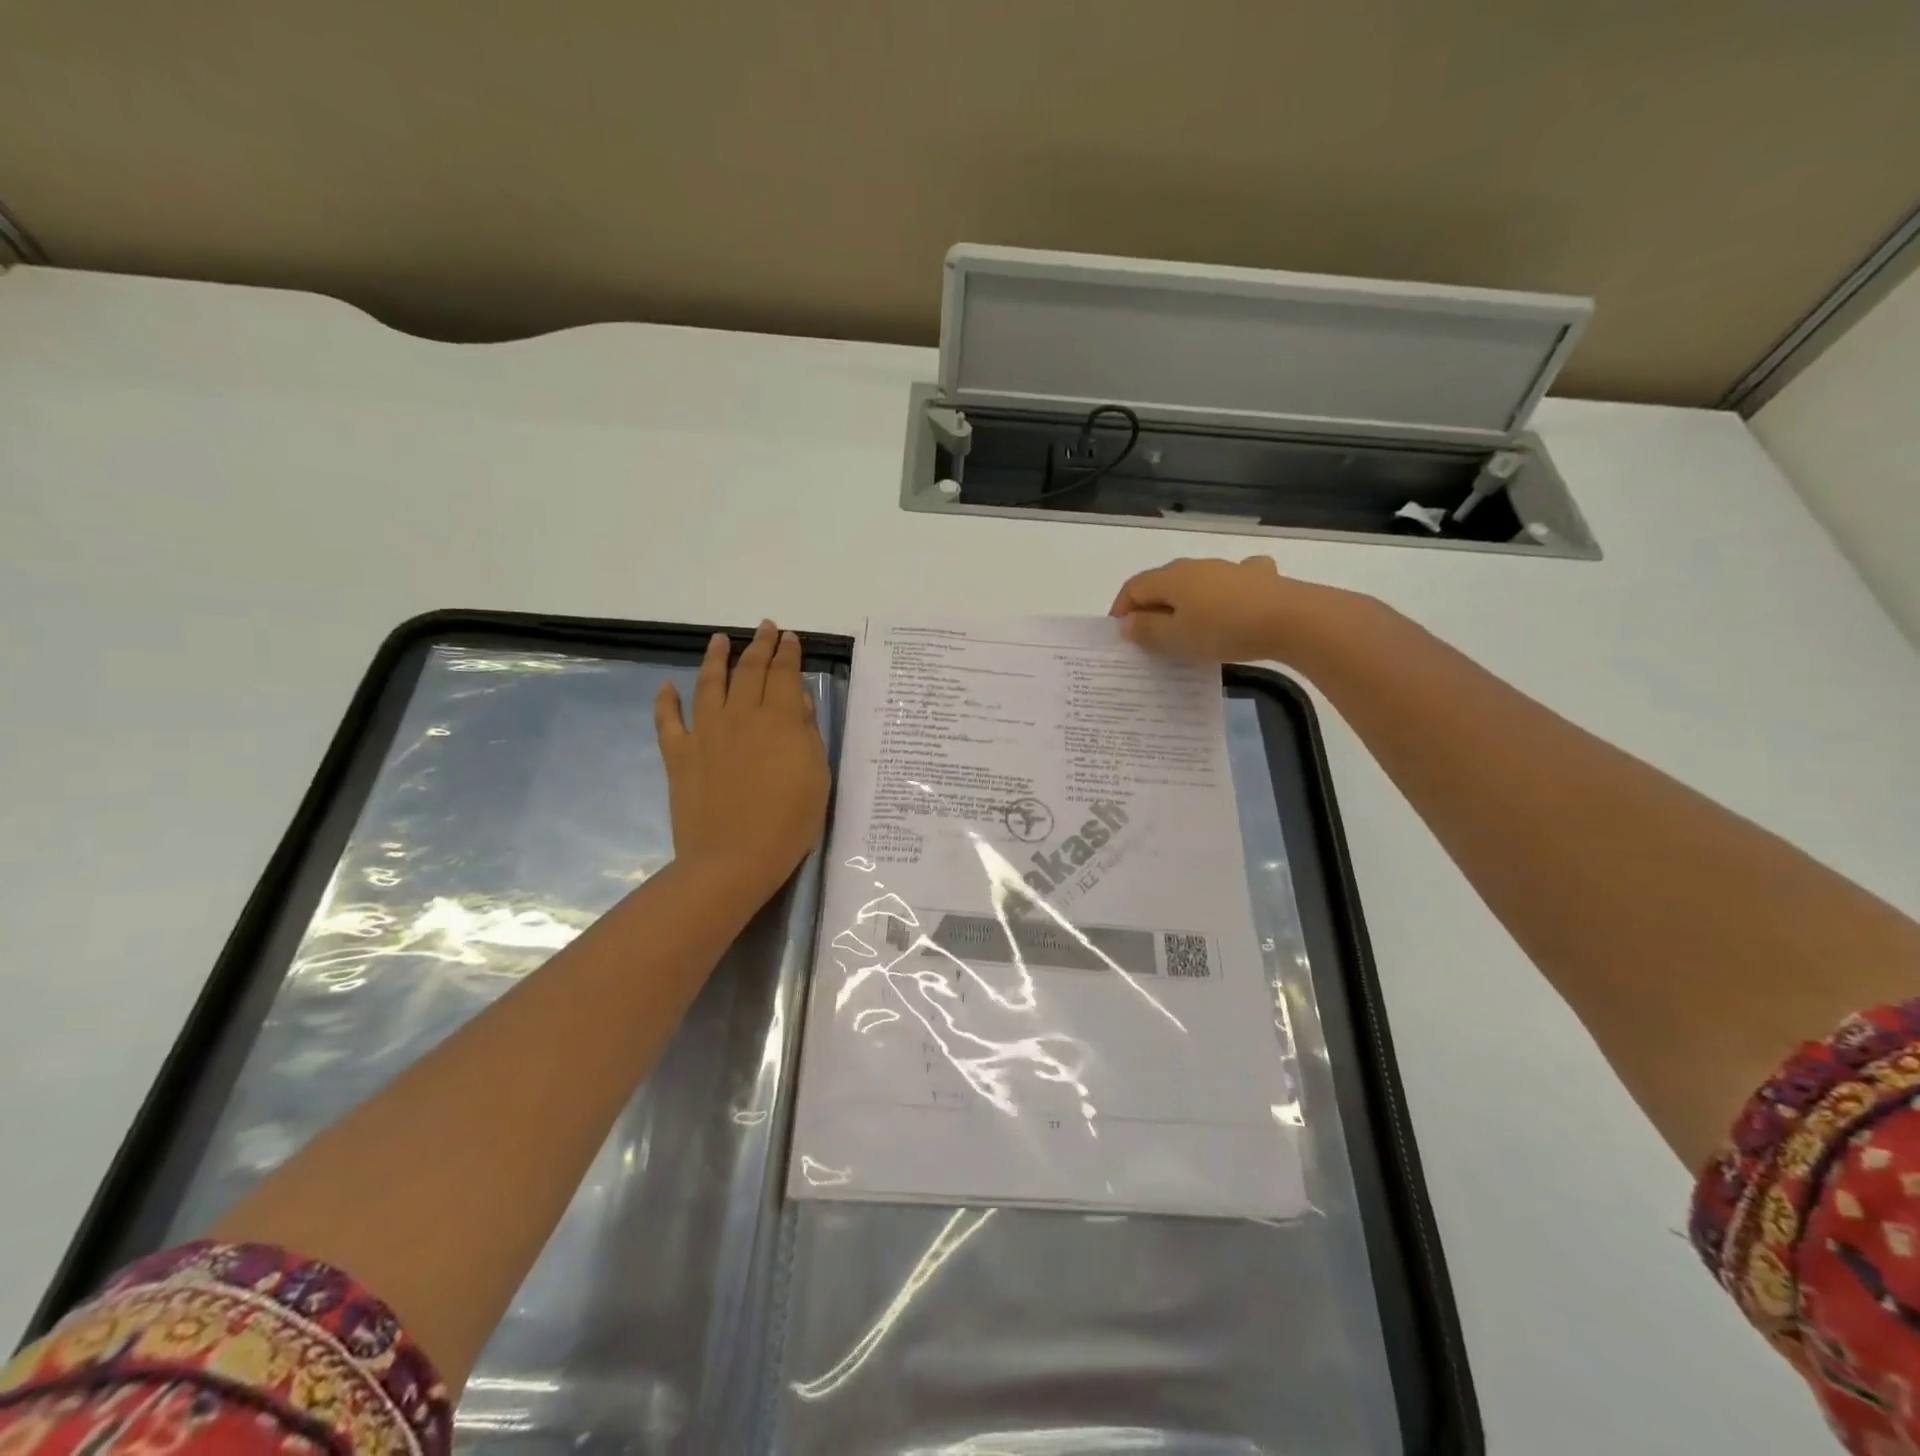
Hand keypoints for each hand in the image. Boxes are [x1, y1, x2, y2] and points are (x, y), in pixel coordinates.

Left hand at [653, 622, 829, 898]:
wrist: (733, 858)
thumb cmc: (788, 822)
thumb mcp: (816, 776)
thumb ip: (806, 733)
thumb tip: (797, 701)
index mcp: (778, 720)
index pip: (784, 674)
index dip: (788, 653)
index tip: (790, 638)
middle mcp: (740, 716)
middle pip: (749, 671)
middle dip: (759, 646)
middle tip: (765, 628)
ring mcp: (705, 733)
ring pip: (708, 684)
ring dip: (715, 658)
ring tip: (719, 640)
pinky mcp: (679, 755)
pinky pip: (668, 721)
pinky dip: (666, 701)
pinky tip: (667, 686)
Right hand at [1109, 555, 1363, 665]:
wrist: (1290, 619)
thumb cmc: (1222, 630)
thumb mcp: (1177, 638)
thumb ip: (1148, 630)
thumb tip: (1127, 623)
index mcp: (1171, 578)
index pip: (1133, 587)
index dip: (1121, 609)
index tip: (1120, 635)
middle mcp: (1196, 566)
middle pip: (1163, 583)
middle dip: (1150, 607)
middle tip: (1149, 637)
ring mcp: (1229, 569)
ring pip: (1195, 582)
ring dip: (1184, 602)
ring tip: (1186, 627)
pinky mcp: (1259, 577)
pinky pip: (1231, 582)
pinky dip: (1222, 594)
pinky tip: (1232, 604)